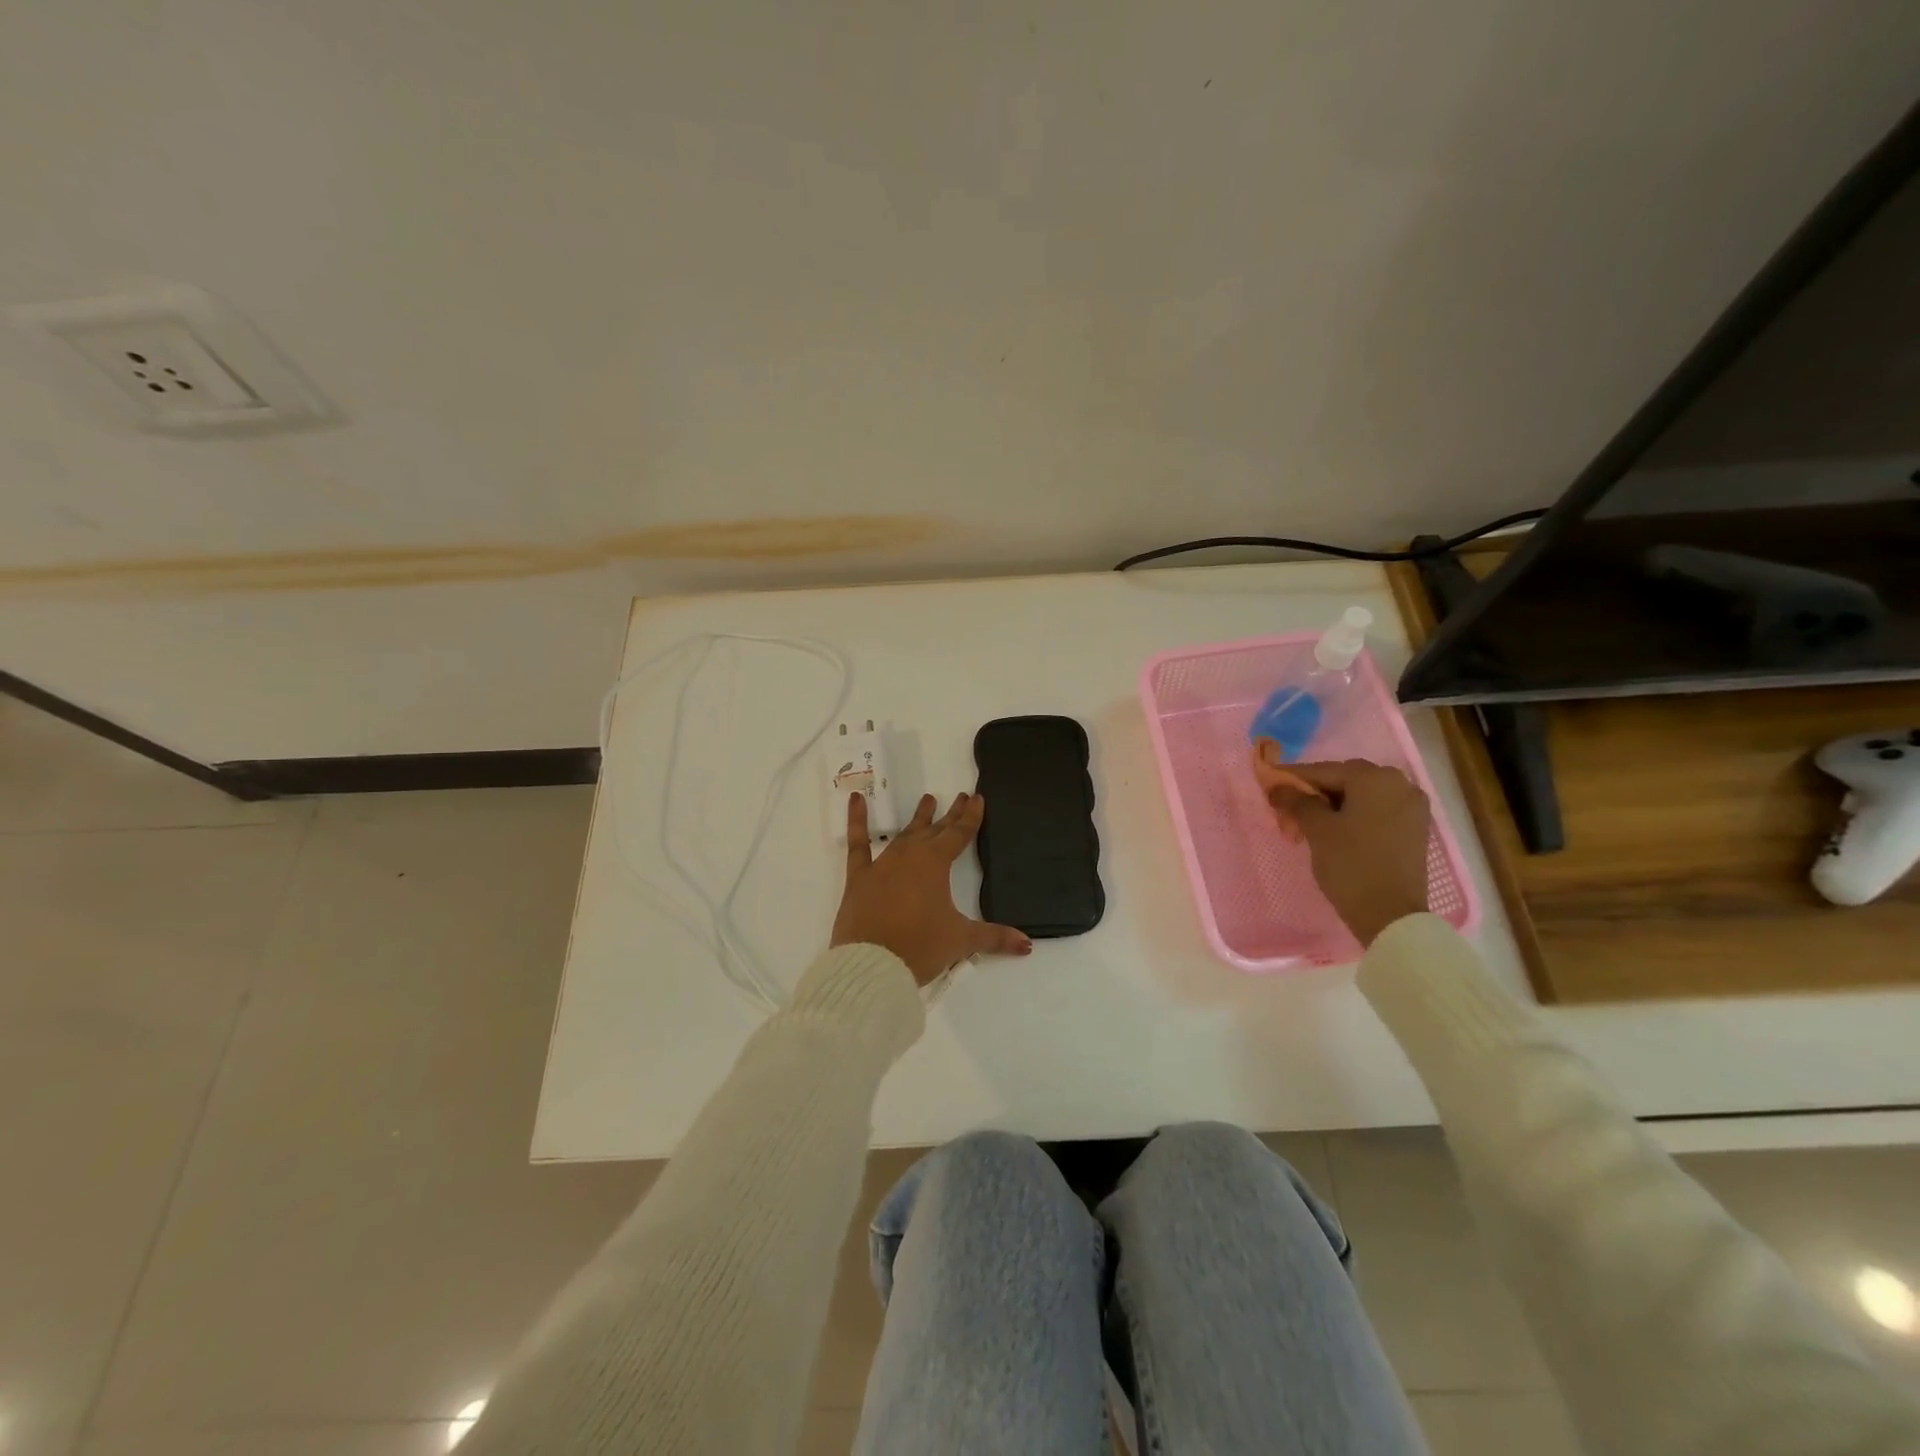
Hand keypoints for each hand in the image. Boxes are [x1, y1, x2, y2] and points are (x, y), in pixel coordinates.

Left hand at [831, 791, 1032, 985]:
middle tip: (960, 797)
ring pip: (904, 834)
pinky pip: (857, 844)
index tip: (977, 798)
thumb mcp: (961, 941)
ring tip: (928, 800)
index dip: (970, 817)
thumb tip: (1027, 945)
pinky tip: (855, 799)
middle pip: (935, 831)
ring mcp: (882, 864)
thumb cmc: (920, 947)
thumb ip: (994, 938)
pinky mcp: (859, 877)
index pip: (959, 835)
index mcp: (935, 864)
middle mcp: (909, 856)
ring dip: (918, 819)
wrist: (871, 964)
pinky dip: (856, 821)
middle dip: (950, 815)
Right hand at [1254, 750, 1431, 945]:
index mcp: (1375, 778)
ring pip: (1362, 796)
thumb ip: (1296, 801)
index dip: (1293, 777)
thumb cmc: (1351, 864)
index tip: (1269, 782)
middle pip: (1346, 780)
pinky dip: (1355, 815)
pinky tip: (1337, 830)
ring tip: (1309, 821)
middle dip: (1315, 792)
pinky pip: (1378, 811)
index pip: (1324, 770)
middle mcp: (1399, 784)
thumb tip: (1278, 787)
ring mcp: (1412, 807)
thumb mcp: (1317, 829)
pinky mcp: (1415, 829)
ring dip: (1334, 804)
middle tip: (1288, 807)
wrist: (1391, 915)